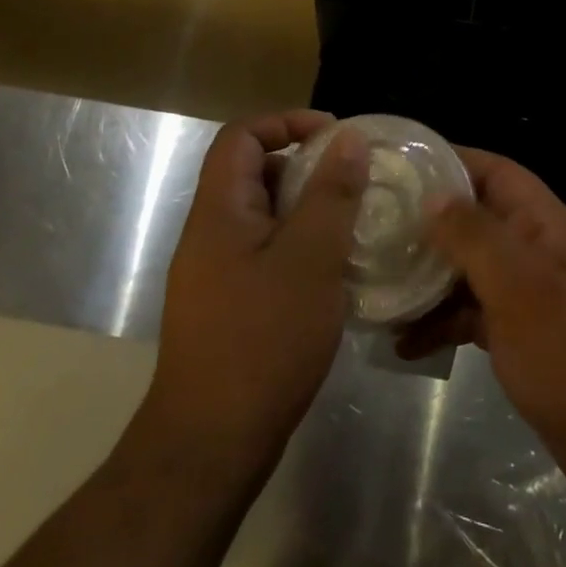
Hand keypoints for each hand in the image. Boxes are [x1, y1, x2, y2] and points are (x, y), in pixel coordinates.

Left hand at [134, 111, 368, 479]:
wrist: (211, 445)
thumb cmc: (263, 340)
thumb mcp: (310, 258)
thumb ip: (331, 194)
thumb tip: (348, 138)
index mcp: (219, 211)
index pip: (241, 136)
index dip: (286, 122)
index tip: (335, 137)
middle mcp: (210, 233)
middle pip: (254, 173)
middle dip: (306, 167)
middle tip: (354, 183)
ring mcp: (217, 272)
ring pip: (265, 217)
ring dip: (308, 210)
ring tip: (354, 225)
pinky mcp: (229, 305)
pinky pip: (267, 253)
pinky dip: (301, 247)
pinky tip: (335, 272)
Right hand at [397, 148, 565, 506]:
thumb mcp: (519, 286)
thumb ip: (475, 235)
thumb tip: (433, 196)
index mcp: (542, 223)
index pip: (494, 170)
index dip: (450, 160)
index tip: (400, 165)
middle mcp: (535, 248)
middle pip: (475, 219)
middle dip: (428, 222)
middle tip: (374, 228)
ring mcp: (528, 293)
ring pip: (468, 268)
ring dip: (427, 277)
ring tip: (378, 289)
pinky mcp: (520, 334)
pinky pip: (471, 313)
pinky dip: (440, 322)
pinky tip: (403, 345)